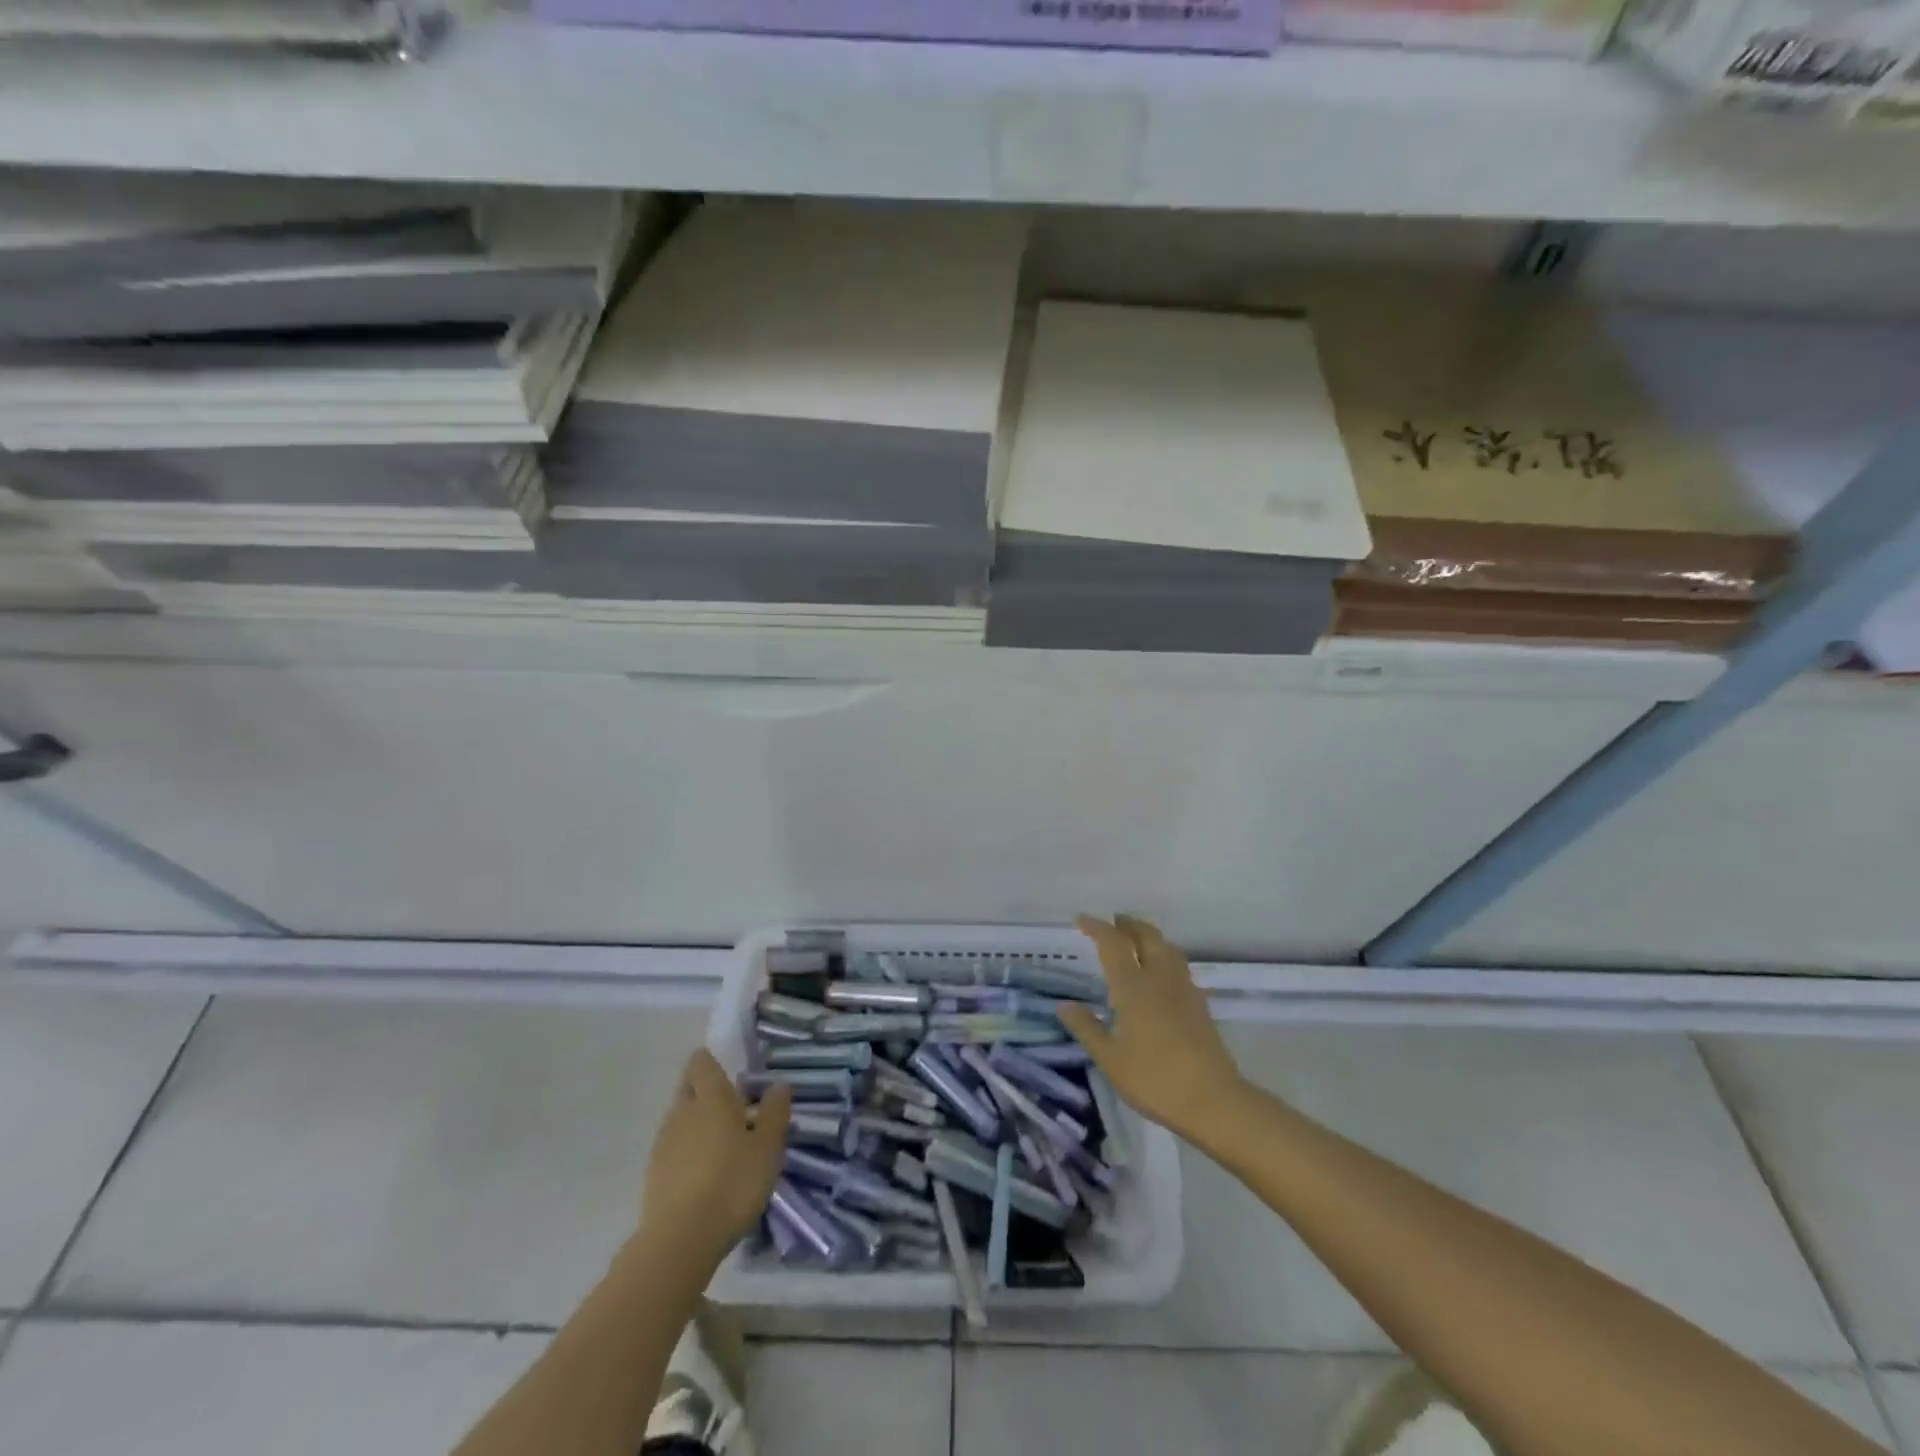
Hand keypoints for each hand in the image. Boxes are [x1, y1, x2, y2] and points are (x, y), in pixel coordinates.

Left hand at [640, 1049, 791, 1260]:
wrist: (680, 1240)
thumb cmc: (733, 1183)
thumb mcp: (768, 1147)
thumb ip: (774, 1112)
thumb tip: (778, 1085)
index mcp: (711, 1098)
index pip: (701, 1063)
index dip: (711, 1062)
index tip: (728, 1073)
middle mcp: (682, 1112)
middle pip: (687, 1087)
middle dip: (703, 1090)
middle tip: (730, 1107)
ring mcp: (663, 1143)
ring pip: (679, 1118)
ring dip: (696, 1123)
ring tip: (722, 1145)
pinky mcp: (653, 1174)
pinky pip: (672, 1148)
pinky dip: (686, 1151)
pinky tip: (704, 1173)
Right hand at [1060, 915, 1244, 1140]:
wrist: (1213, 1100)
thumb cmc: (1154, 1078)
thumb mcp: (1110, 1059)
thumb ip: (1086, 1028)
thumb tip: (1063, 1005)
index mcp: (1134, 987)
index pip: (1114, 944)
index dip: (1097, 928)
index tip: (1081, 920)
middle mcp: (1160, 979)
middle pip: (1146, 936)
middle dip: (1128, 925)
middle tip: (1112, 924)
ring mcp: (1184, 989)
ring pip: (1167, 947)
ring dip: (1149, 936)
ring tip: (1135, 942)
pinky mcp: (1199, 1004)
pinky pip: (1178, 966)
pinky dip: (1163, 956)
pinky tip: (1158, 975)